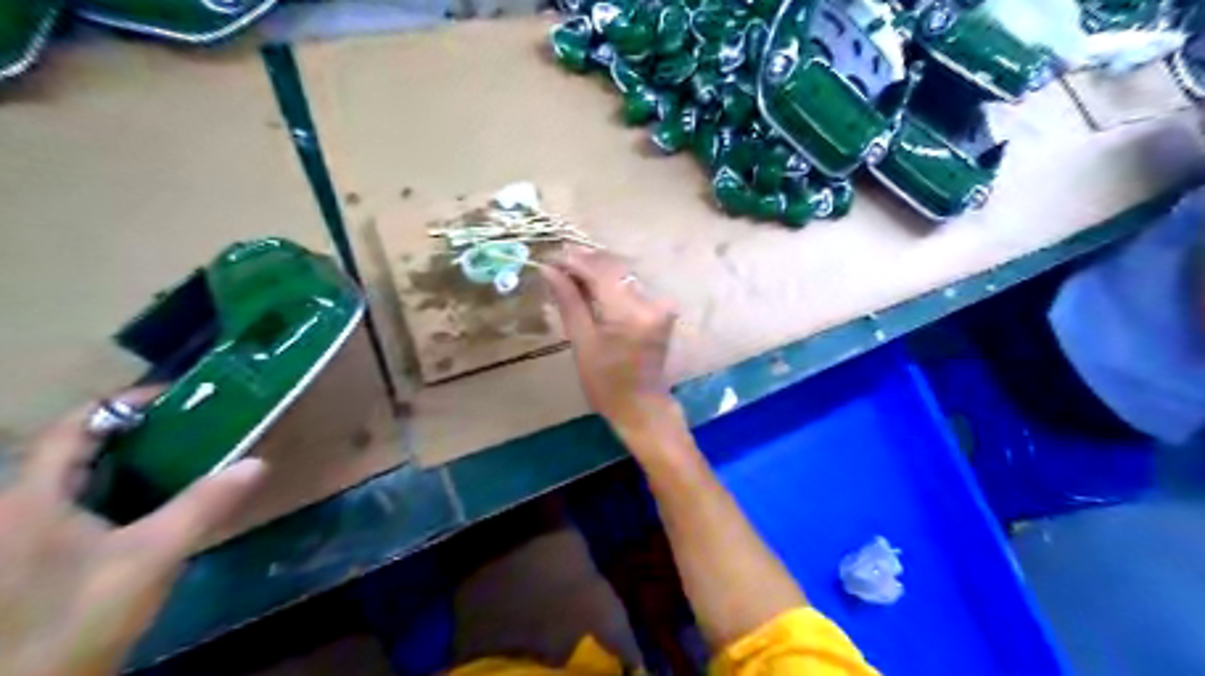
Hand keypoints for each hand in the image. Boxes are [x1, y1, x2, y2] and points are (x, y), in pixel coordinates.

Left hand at [0, 392, 263, 674]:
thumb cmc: (79, 616)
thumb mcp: (152, 556)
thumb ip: (204, 505)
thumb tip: (258, 462)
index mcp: (31, 498)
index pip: (76, 426)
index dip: (126, 403)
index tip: (180, 397)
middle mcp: (15, 508)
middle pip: (76, 450)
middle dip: (136, 431)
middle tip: (193, 426)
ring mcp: (19, 536)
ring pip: (76, 479)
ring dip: (129, 462)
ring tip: (184, 456)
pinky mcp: (31, 559)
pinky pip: (76, 506)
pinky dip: (117, 491)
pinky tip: (153, 503)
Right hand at [544, 248, 676, 437]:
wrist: (641, 406)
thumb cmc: (606, 383)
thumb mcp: (582, 342)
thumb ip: (569, 301)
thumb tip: (549, 269)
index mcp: (631, 312)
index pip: (601, 272)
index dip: (574, 261)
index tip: (550, 257)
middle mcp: (651, 301)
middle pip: (614, 268)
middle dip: (584, 262)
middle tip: (556, 263)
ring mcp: (660, 303)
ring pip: (623, 274)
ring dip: (596, 270)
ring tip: (568, 273)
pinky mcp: (661, 308)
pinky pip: (630, 286)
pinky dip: (609, 282)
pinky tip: (590, 285)